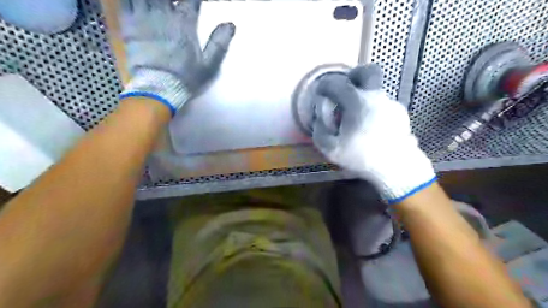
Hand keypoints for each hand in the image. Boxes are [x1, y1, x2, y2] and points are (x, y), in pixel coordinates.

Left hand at [118, 0, 232, 113]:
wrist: (159, 88)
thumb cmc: (186, 77)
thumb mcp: (208, 65)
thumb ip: (219, 44)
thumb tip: (230, 24)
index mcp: (185, 24)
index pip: (191, 0)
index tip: (197, 3)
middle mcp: (164, 15)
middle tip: (174, 4)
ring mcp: (143, 17)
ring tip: (159, 4)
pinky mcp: (128, 24)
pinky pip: (125, 1)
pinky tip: (139, 3)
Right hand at [313, 64, 436, 204]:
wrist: (396, 168)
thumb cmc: (362, 157)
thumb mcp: (332, 150)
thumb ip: (319, 131)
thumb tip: (319, 119)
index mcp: (357, 103)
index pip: (337, 84)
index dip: (325, 85)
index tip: (321, 93)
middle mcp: (376, 98)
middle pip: (368, 71)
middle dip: (354, 74)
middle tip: (346, 87)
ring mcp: (390, 104)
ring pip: (375, 90)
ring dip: (362, 97)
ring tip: (356, 118)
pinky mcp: (399, 114)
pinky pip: (382, 104)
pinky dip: (373, 109)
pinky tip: (370, 126)